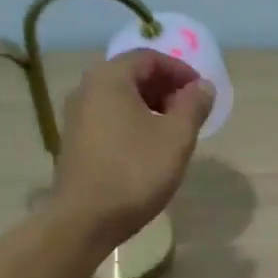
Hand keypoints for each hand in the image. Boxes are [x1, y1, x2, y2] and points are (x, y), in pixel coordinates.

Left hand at [52, 52, 213, 248]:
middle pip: (132, 76)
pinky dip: (133, 123)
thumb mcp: (176, 137)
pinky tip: (149, 148)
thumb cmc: (135, 172)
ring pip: (120, 99)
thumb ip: (193, 105)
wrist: (85, 220)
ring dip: (150, 107)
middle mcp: (87, 89)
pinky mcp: (74, 142)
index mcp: (109, 78)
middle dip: (166, 89)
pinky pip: (109, 119)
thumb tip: (202, 86)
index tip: (202, 92)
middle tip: (190, 112)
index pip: (149, 58)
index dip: (180, 71)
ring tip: (174, 131)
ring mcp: (76, 117)